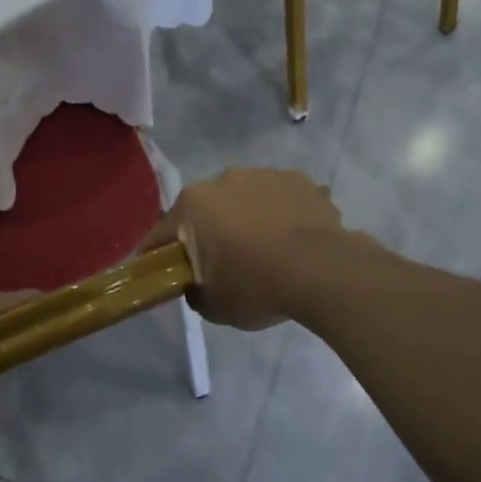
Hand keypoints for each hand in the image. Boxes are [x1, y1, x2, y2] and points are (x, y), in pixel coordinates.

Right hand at [141, 168, 344, 329]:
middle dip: (210, 232)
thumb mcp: (214, 306)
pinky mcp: (300, 180)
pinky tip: (295, 239)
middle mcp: (224, 179)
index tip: (161, 272)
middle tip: (224, 264)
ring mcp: (265, 175)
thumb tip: (197, 285)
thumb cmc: (256, 286)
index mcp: (194, 204)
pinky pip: (282, 199)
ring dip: (249, 219)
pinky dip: (283, 215)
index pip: (163, 233)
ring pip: (247, 200)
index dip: (158, 255)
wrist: (322, 271)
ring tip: (268, 251)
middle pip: (207, 210)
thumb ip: (195, 292)